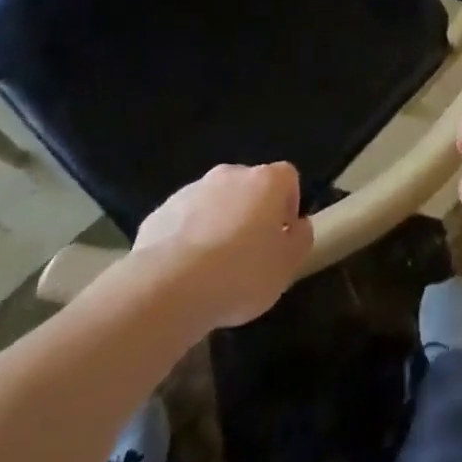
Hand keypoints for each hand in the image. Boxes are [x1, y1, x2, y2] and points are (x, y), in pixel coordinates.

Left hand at [129, 163, 312, 329]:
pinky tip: (184, 272)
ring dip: (218, 223)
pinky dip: (188, 237)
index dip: (289, 204)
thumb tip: (298, 225)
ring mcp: (192, 190)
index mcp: (266, 181)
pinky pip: (184, 220)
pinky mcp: (161, 211)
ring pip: (214, 202)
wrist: (170, 287)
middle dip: (251, 213)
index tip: (282, 236)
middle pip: (248, 187)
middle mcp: (230, 175)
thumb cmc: (241, 274)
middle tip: (249, 253)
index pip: (288, 177)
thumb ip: (300, 239)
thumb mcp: (287, 266)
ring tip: (213, 268)